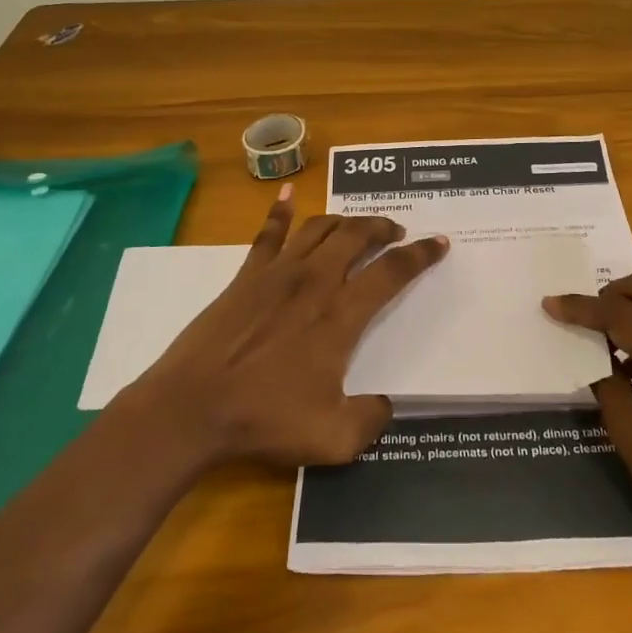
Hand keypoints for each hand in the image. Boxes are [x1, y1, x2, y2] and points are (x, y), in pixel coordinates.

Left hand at [126, 186, 449, 468]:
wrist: (193, 407)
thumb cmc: (264, 419)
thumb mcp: (333, 438)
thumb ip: (370, 420)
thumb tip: (386, 404)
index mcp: (341, 315)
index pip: (392, 272)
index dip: (420, 255)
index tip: (438, 243)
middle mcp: (315, 282)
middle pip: (357, 235)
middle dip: (383, 227)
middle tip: (396, 230)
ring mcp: (278, 273)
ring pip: (320, 228)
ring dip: (345, 220)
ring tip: (358, 225)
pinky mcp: (247, 275)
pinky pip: (269, 234)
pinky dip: (281, 211)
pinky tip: (289, 195)